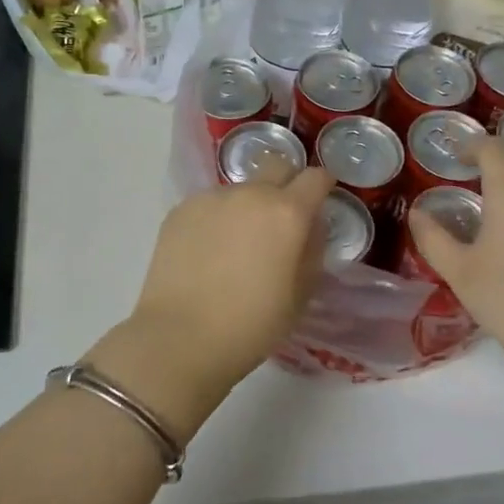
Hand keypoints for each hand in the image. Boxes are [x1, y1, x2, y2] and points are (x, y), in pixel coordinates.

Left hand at [88, 166, 335, 437]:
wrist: (180, 337)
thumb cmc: (251, 325)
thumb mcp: (301, 295)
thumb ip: (312, 250)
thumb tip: (310, 226)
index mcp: (287, 213)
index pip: (315, 177)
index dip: (323, 186)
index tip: (321, 201)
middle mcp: (250, 193)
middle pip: (277, 166)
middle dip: (286, 183)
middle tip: (281, 219)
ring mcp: (211, 198)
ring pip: (240, 189)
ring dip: (247, 205)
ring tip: (237, 245)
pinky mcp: (180, 210)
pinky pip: (210, 205)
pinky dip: (217, 219)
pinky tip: (208, 252)